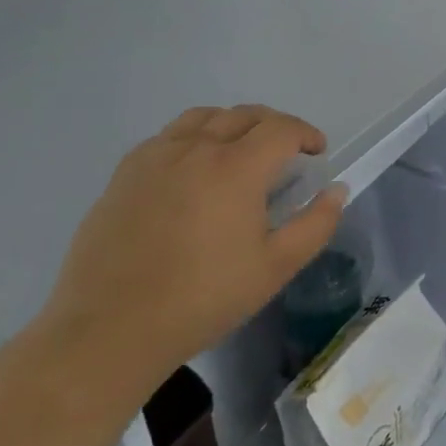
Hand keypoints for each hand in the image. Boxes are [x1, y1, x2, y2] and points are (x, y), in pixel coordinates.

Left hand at [42, 106, 345, 384]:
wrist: (109, 332)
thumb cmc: (202, 299)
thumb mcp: (275, 269)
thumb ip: (315, 224)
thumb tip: (336, 190)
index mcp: (237, 167)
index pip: (282, 128)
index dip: (306, 134)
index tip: (316, 151)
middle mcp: (197, 148)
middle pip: (245, 114)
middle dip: (274, 125)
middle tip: (285, 150)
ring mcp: (156, 157)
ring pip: (204, 117)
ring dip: (232, 123)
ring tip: (239, 149)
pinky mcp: (125, 174)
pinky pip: (167, 136)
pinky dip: (192, 137)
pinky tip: (192, 168)